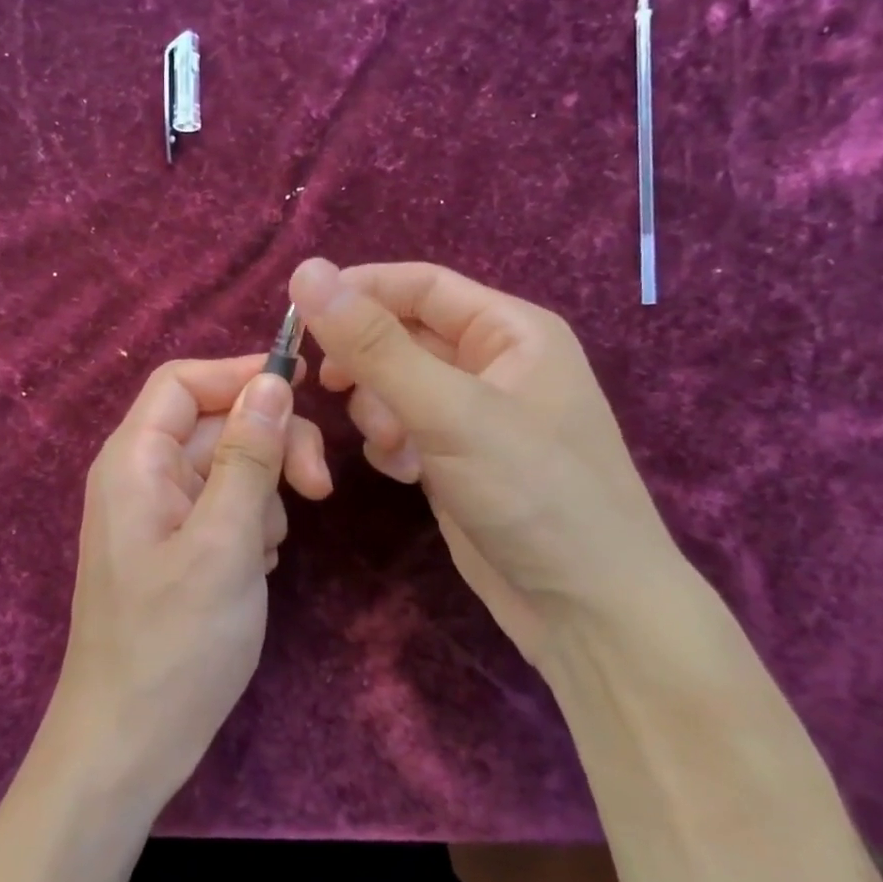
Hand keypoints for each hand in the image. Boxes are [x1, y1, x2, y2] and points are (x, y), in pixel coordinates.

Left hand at [47, 356, 331, 804]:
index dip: (241, 374)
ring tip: (267, 552)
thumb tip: (271, 380)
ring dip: (264, 494)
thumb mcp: (223, 544)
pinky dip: (251, 527)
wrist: (129, 743)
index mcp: (135, 461)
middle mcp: (142, 477)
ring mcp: (159, 516)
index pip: (183, 381)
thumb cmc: (173, 645)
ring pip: (228, 468)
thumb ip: (248, 457)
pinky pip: (225, 510)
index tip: (304, 390)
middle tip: (319, 491)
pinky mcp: (177, 550)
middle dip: (270, 446)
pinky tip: (257, 569)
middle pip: (215, 424)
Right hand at [288, 258, 685, 666]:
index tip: (297, 318)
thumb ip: (374, 345)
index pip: (420, 285)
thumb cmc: (532, 492)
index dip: (358, 292)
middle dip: (367, 363)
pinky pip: (404, 429)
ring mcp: (475, 416)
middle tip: (333, 387)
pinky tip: (405, 475)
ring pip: (396, 386)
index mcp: (512, 330)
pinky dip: (392, 445)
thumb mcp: (449, 411)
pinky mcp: (457, 460)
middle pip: (403, 336)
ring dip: (378, 410)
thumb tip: (306, 272)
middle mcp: (494, 364)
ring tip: (394, 446)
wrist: (586, 610)